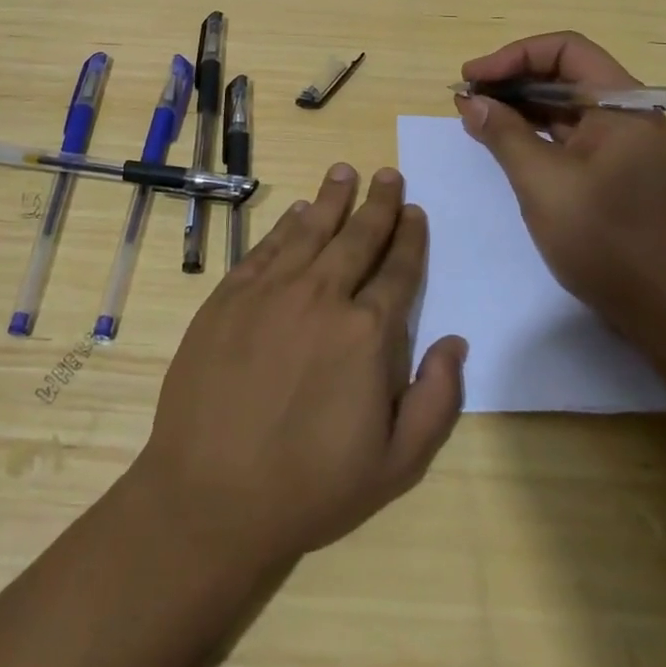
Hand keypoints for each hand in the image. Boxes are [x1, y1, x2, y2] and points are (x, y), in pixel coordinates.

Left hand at [132, 165, 466, 575]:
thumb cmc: (310, 487)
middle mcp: (322, 296)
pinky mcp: (230, 295)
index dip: (410, 237)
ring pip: (310, 229)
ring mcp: (271, 290)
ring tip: (344, 171)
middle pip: (357, 237)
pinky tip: (296, 211)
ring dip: (332, 198)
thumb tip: (455, 342)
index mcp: (366, 333)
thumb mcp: (395, 465)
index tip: (415, 211)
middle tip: (388, 174)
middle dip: (378, 203)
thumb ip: (436, 400)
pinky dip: (285, 224)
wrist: (211, 494)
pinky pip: (266, 247)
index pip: (398, 270)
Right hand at [455, 31, 665, 336]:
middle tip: (468, 98)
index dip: (514, 56)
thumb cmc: (604, 238)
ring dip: (521, 107)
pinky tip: (505, 145)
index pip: (565, 50)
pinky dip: (536, 134)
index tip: (473, 78)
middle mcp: (627, 115)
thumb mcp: (542, 182)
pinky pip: (571, 137)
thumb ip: (503, 133)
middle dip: (512, 81)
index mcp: (621, 104)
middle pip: (565, 75)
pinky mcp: (616, 175)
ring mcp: (624, 147)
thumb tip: (471, 101)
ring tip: (477, 118)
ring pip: (566, 107)